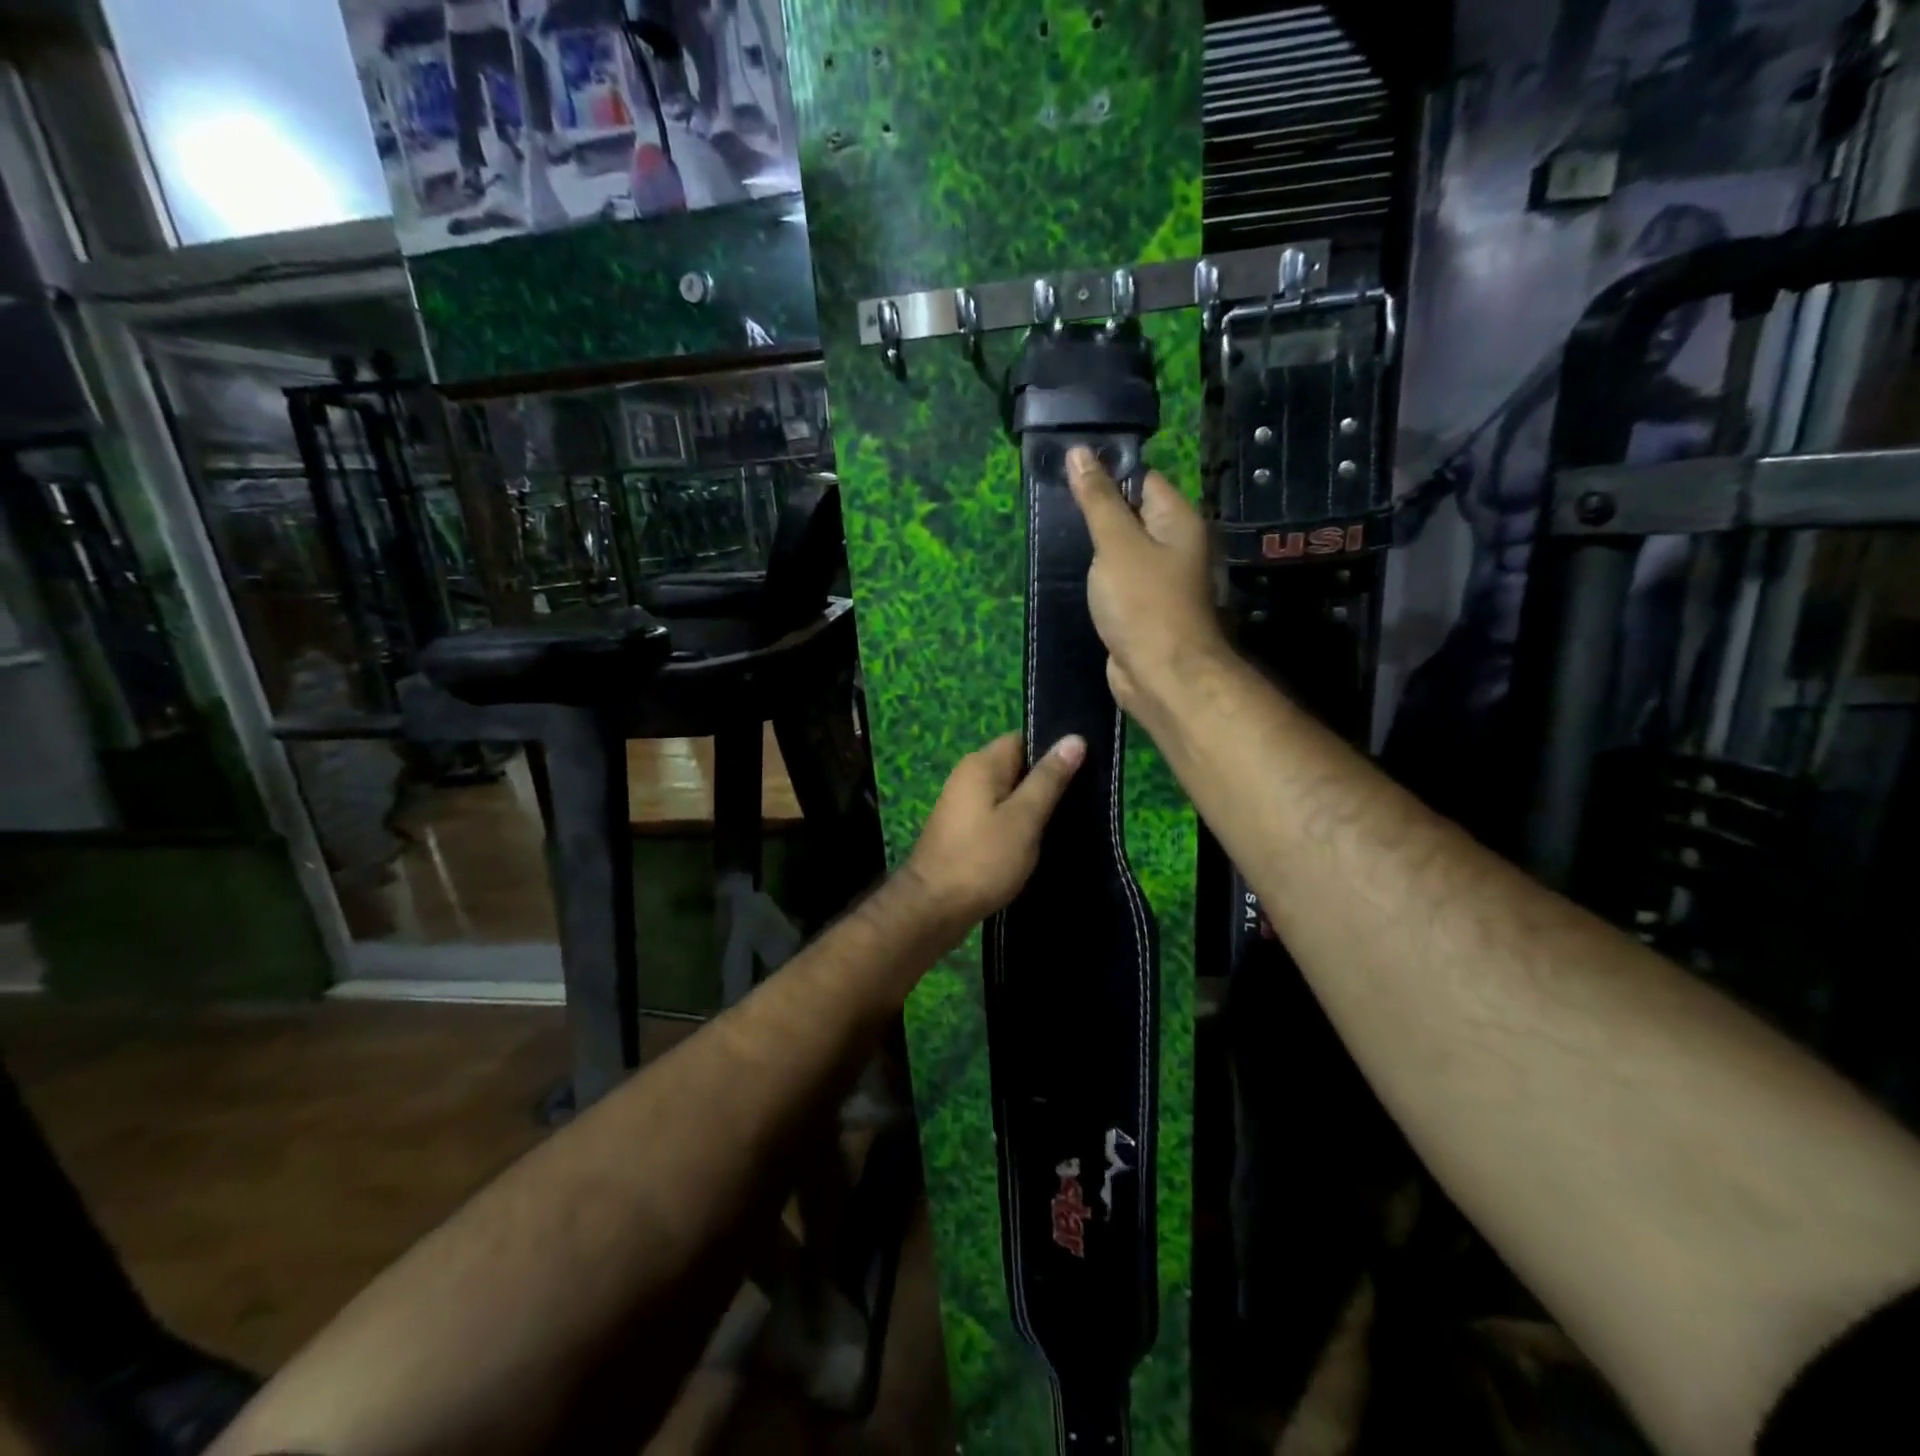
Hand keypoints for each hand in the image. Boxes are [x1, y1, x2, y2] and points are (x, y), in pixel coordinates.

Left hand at [902, 733, 1084, 925]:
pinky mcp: (964, 831)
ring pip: (1008, 795)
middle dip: (1047, 782)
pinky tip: (1040, 842)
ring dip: (1033, 808)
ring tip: (1070, 821)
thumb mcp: (1024, 818)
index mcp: (981, 765)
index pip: (1023, 740)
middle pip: (1016, 767)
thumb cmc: (982, 859)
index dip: (1053, 751)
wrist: (933, 909)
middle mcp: (968, 777)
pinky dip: (1018, 826)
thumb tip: (1074, 738)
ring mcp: (963, 805)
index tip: (1086, 768)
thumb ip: (1049, 779)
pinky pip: (998, 817)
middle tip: (1084, 798)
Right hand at [1065, 446, 1223, 718]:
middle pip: (1131, 514)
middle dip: (1095, 511)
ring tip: (1055, 534)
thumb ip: (1097, 499)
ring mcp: (1158, 580)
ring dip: (1094, 548)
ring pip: (1121, 550)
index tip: (1067, 471)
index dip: (1107, 472)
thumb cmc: (1143, 603)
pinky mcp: (1141, 608)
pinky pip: (1117, 580)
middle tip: (1053, 504)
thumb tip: (1080, 452)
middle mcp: (1173, 545)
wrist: (1160, 675)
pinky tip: (1072, 574)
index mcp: (1177, 520)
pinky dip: (1098, 577)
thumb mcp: (1115, 543)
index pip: (1142, 479)